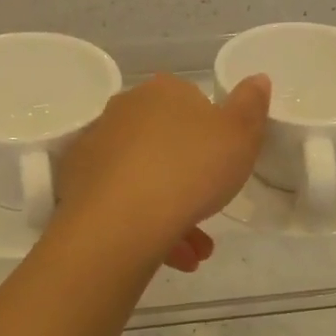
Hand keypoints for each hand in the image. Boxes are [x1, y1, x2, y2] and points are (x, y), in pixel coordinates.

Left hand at [54, 73, 270, 271]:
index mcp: (162, 92)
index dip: (211, 136)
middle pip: (165, 144)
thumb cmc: (190, 169)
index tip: (223, 167)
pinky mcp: (77, 184)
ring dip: (172, 213)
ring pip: (144, 179)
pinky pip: (120, 202)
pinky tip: (170, 257)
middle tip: (210, 211)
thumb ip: (251, 106)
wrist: (121, 219)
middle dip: (190, 181)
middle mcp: (123, 111)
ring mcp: (96, 146)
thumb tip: (257, 79)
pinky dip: (144, 226)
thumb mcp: (240, 136)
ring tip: (194, 253)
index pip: (191, 104)